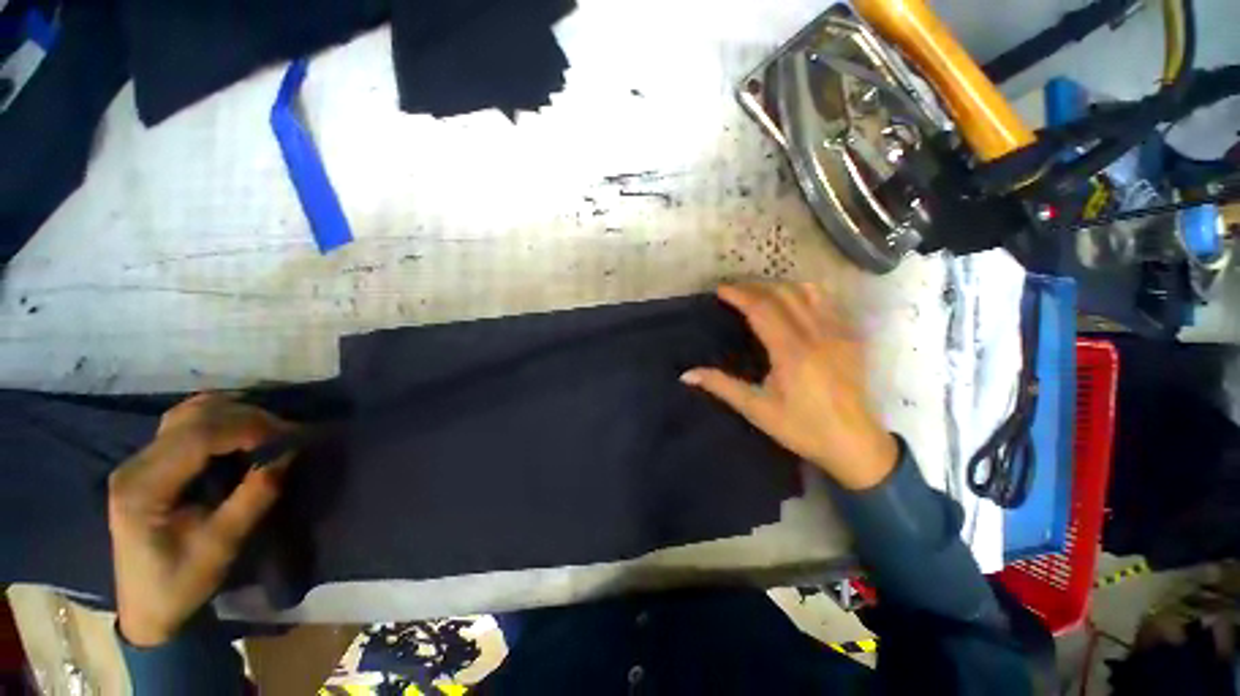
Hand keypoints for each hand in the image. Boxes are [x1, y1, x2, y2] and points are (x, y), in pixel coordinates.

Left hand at [108, 394, 294, 646]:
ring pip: (188, 412)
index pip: (197, 437)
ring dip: (234, 413)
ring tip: (268, 429)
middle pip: (193, 418)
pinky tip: (240, 428)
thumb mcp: (222, 545)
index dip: (247, 428)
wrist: (146, 607)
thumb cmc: (181, 583)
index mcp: (144, 488)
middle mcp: (135, 464)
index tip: (289, 436)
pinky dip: (218, 417)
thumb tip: (290, 454)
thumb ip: (254, 497)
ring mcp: (138, 460)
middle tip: (286, 432)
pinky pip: (184, 422)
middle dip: (246, 418)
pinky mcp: (148, 462)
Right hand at [682, 283, 896, 489]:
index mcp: (792, 352)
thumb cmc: (802, 428)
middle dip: (755, 287)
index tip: (720, 290)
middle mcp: (817, 334)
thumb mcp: (757, 410)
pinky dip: (805, 293)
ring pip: (807, 292)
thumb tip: (686, 374)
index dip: (739, 295)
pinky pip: (827, 302)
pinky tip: (793, 300)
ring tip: (759, 293)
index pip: (762, 309)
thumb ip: (721, 386)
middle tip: (734, 290)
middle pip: (783, 294)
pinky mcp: (851, 337)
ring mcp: (839, 332)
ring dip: (779, 286)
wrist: (855, 443)